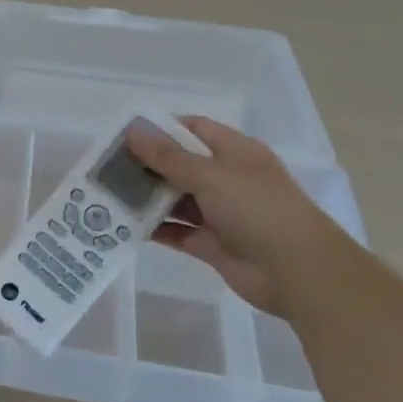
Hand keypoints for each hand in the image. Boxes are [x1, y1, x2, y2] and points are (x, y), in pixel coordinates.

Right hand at [126, 115, 354, 317]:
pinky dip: (154, 229)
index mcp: (235, 152)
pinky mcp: (212, 244)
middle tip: (104, 168)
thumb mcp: (211, 175)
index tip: (122, 136)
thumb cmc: (258, 210)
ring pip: (175, 199)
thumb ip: (168, 156)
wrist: (298, 273)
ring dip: (145, 198)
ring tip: (106, 196)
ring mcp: (219, 213)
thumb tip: (132, 131)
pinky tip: (123, 226)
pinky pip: (176, 231)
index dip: (159, 129)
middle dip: (145, 166)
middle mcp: (227, 179)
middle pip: (179, 165)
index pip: (192, 129)